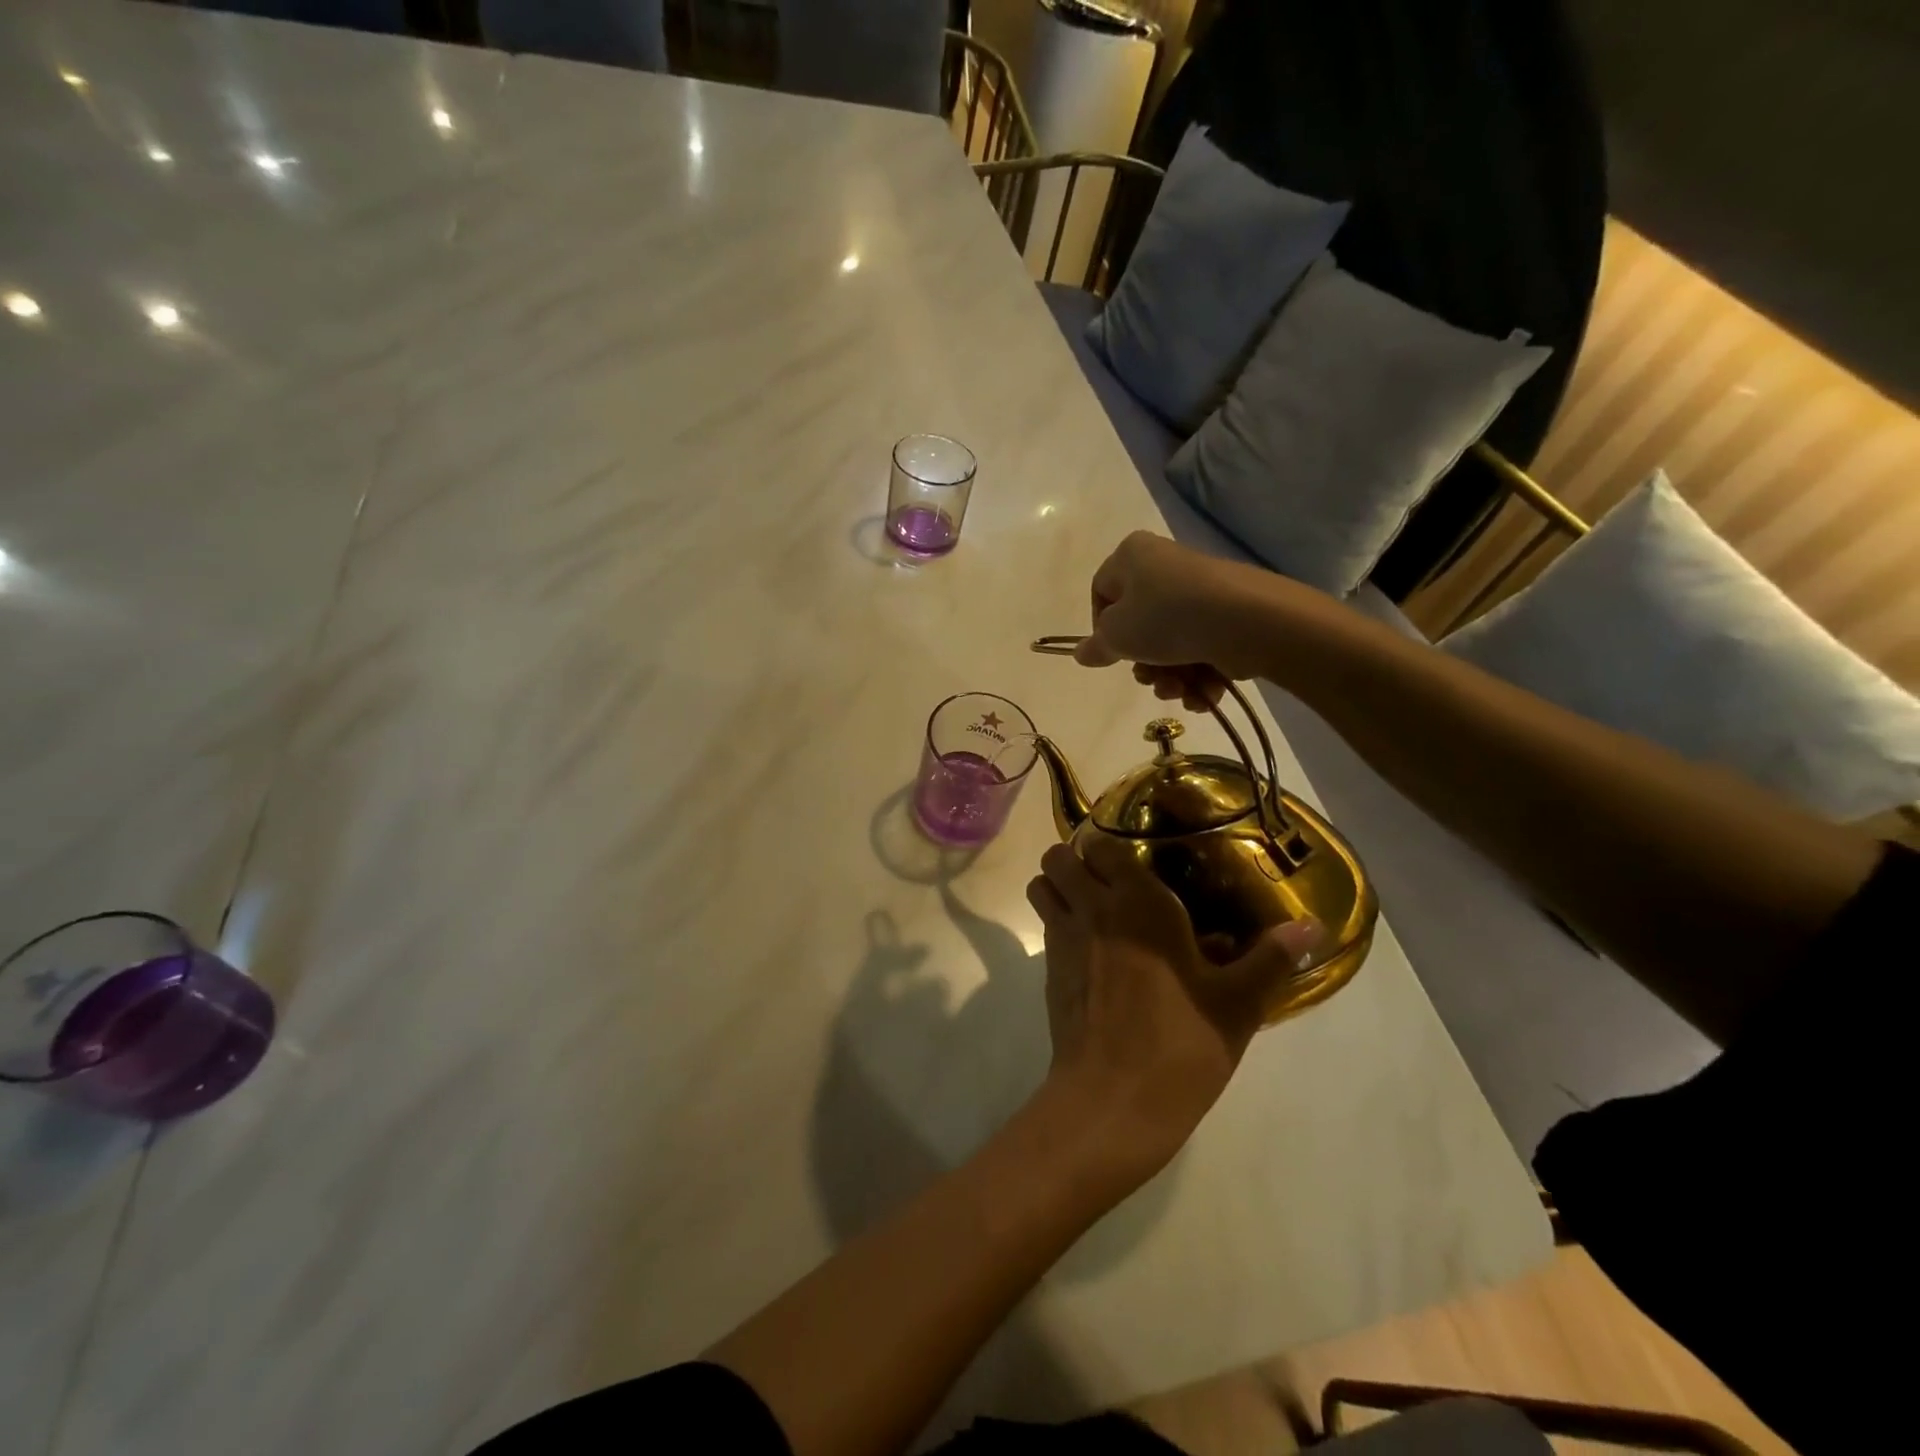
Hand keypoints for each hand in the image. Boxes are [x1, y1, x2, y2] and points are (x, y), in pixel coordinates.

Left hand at [1025, 836, 1321, 1185]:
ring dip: (1059, 886)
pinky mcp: (1048, 970)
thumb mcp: (1237, 1003)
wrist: (1114, 1100)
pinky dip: (1058, 922)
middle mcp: (1093, 908)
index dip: (1114, 847)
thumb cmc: (1182, 1044)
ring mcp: (1063, 938)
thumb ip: (1271, 958)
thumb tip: (1312, 926)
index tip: (1137, 862)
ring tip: (1092, 906)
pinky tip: (1090, 951)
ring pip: (1042, 885)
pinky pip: (1045, 924)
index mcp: (1138, 902)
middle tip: (1111, 882)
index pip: (1105, 844)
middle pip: (1059, 856)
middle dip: (1077, 860)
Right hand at [1073, 532, 1284, 705]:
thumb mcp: (1117, 636)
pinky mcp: (1228, 614)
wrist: (1246, 621)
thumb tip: (1081, 653)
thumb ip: (1096, 647)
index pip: (1101, 593)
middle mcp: (1165, 566)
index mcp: (1132, 556)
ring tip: (1179, 691)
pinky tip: (1202, 694)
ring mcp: (1200, 591)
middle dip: (1143, 663)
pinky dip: (1199, 675)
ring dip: (1170, 677)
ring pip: (1171, 643)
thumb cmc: (1166, 618)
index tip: (1111, 653)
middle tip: (1149, 679)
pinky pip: (1201, 647)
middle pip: (1139, 624)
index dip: (1101, 629)